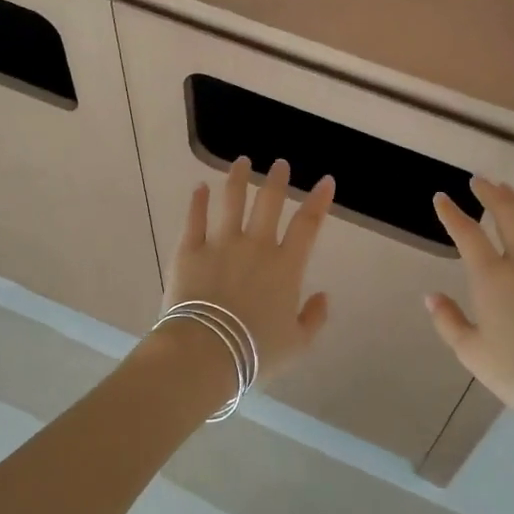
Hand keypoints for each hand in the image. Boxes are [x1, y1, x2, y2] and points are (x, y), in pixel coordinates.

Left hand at [165, 156, 333, 381]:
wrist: (206, 352)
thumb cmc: (255, 351)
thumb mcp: (297, 343)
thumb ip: (313, 318)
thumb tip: (323, 296)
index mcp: (286, 266)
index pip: (308, 224)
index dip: (319, 201)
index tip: (325, 181)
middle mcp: (256, 246)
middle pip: (268, 203)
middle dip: (276, 180)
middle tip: (279, 164)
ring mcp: (220, 244)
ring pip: (231, 201)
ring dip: (238, 179)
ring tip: (241, 162)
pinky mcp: (189, 251)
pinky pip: (194, 219)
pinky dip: (198, 201)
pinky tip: (200, 188)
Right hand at [427, 178, 513, 430]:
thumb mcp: (470, 351)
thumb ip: (448, 320)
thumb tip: (431, 296)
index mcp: (492, 278)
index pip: (467, 234)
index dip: (451, 214)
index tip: (441, 198)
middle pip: (508, 214)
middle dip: (491, 193)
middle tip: (478, 180)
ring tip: (508, 190)